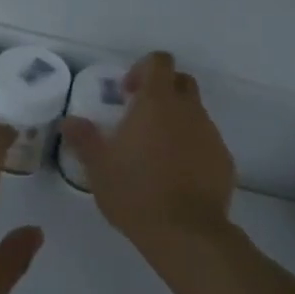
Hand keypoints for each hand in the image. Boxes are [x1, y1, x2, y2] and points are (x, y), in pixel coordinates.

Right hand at [60, 52, 236, 256]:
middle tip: (140, 117)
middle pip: (181, 82)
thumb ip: (84, 138)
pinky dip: (191, 148)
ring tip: (156, 153)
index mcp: (157, 103)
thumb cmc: (135, 191)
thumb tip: (69, 121)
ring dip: (176, 122)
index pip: (159, 62)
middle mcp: (188, 111)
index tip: (127, 93)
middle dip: (163, 91)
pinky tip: (176, 176)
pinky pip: (206, 142)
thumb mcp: (98, 166)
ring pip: (194, 114)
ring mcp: (210, 135)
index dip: (143, 69)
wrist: (185, 232)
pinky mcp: (224, 160)